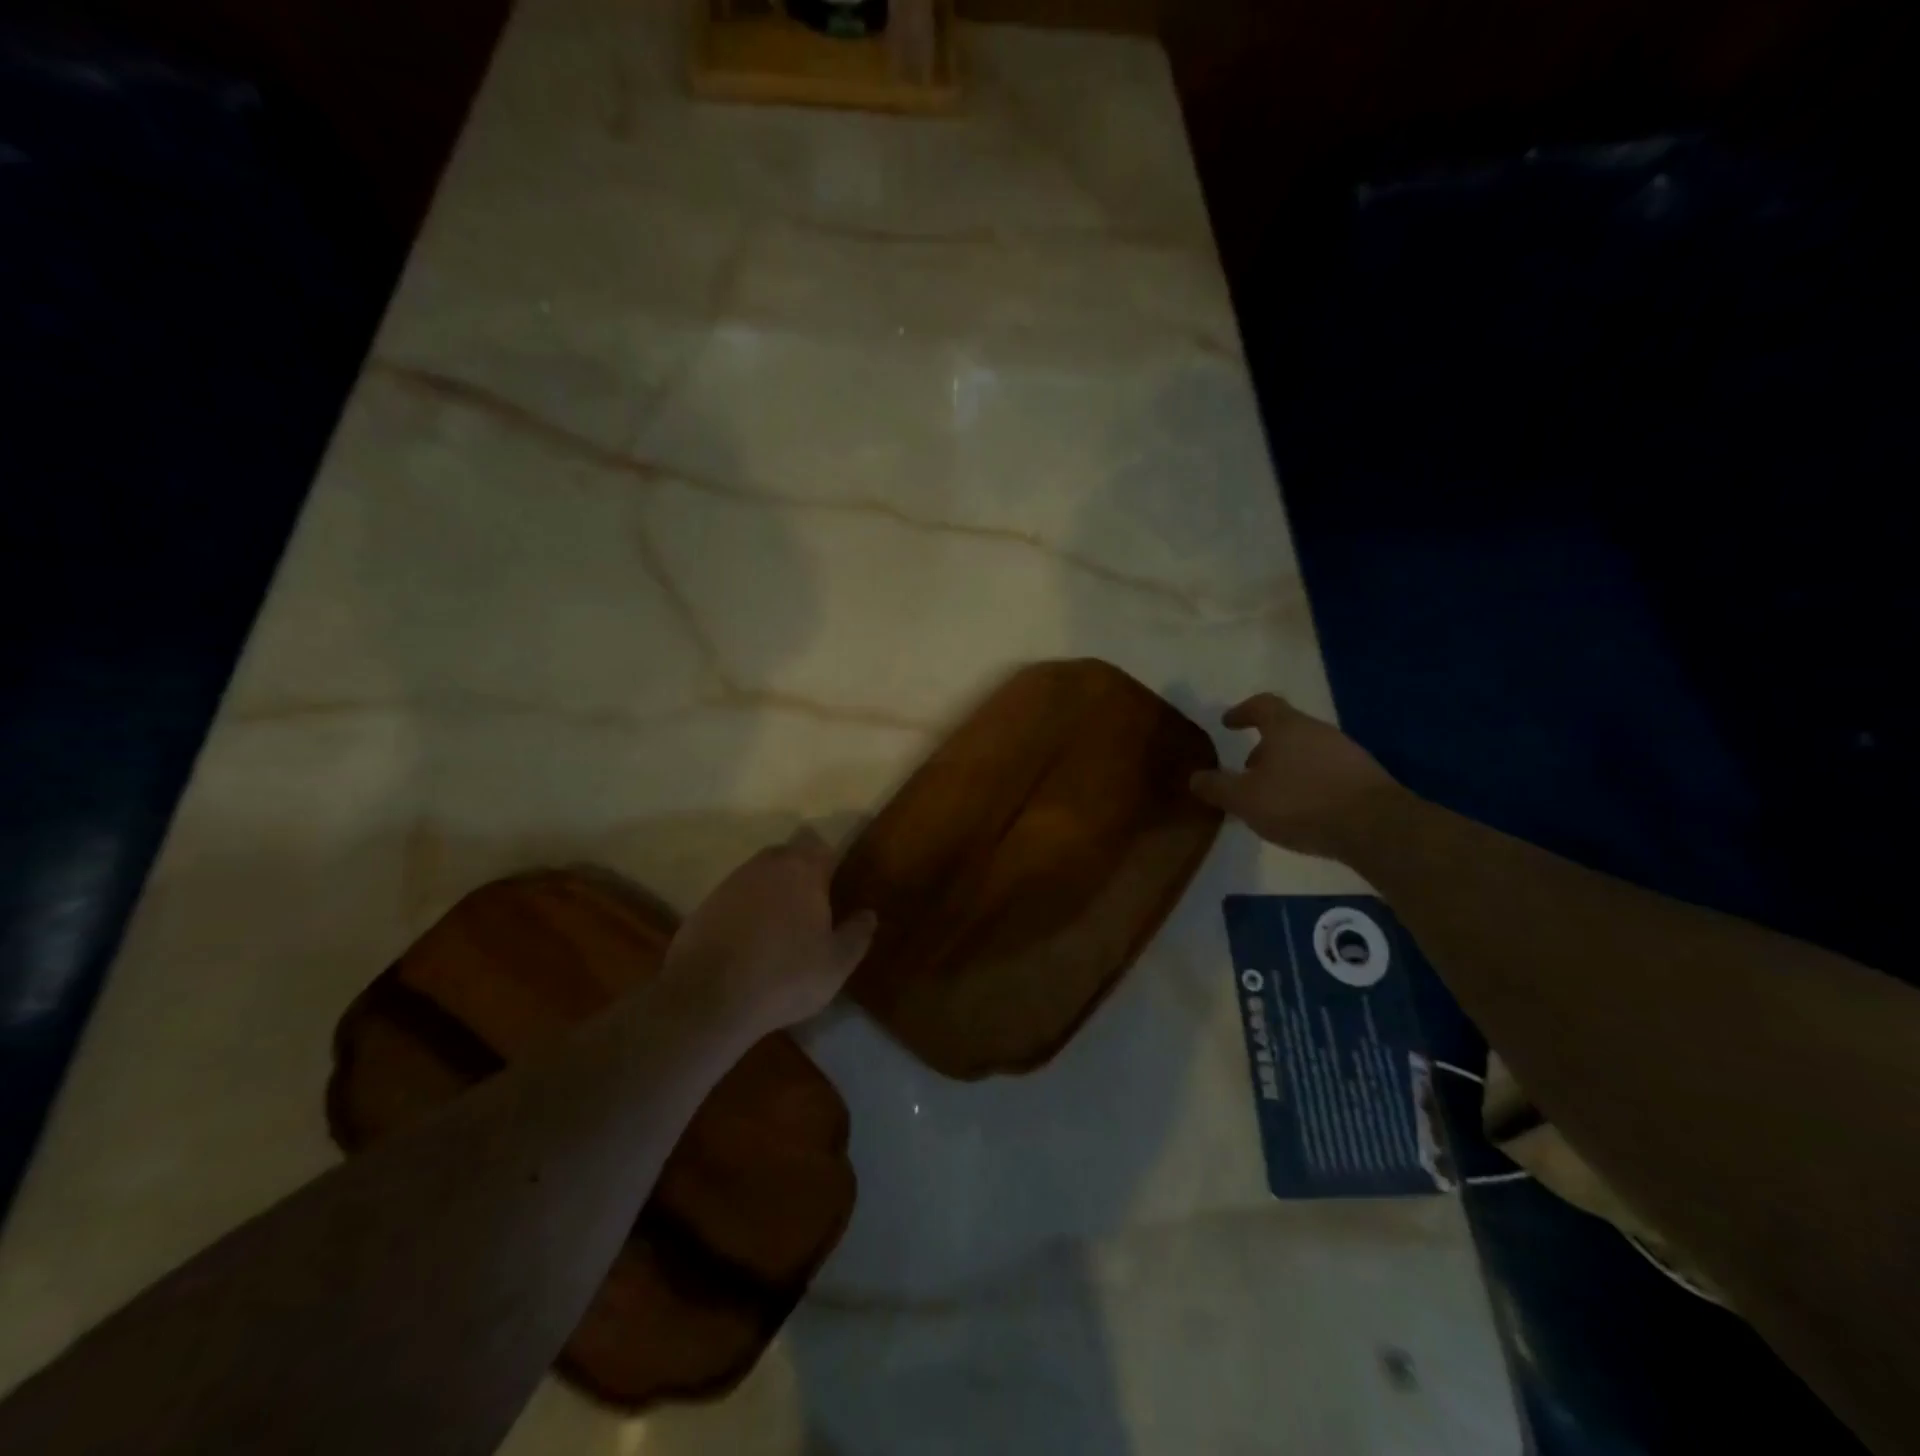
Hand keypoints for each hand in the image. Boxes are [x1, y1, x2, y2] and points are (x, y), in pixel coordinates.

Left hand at [663, 829, 876, 1035]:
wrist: (708, 999)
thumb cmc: (784, 976)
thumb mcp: (835, 964)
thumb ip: (857, 934)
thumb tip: (868, 914)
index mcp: (803, 870)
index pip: (821, 847)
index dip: (830, 864)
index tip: (836, 888)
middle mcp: (766, 865)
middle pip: (789, 855)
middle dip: (801, 874)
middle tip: (812, 908)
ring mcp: (731, 882)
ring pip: (760, 875)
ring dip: (771, 892)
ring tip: (780, 929)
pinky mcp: (705, 904)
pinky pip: (736, 898)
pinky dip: (745, 911)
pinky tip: (749, 943)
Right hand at [1190, 694, 1401, 860]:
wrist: (1375, 827)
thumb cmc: (1300, 803)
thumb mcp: (1245, 799)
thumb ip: (1217, 787)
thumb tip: (1195, 777)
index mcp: (1287, 727)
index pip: (1261, 705)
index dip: (1242, 711)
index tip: (1228, 723)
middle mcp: (1318, 731)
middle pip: (1286, 729)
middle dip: (1264, 747)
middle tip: (1247, 769)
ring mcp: (1347, 753)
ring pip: (1308, 751)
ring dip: (1287, 767)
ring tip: (1274, 795)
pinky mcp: (1366, 778)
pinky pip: (1328, 772)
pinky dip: (1310, 782)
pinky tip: (1305, 809)